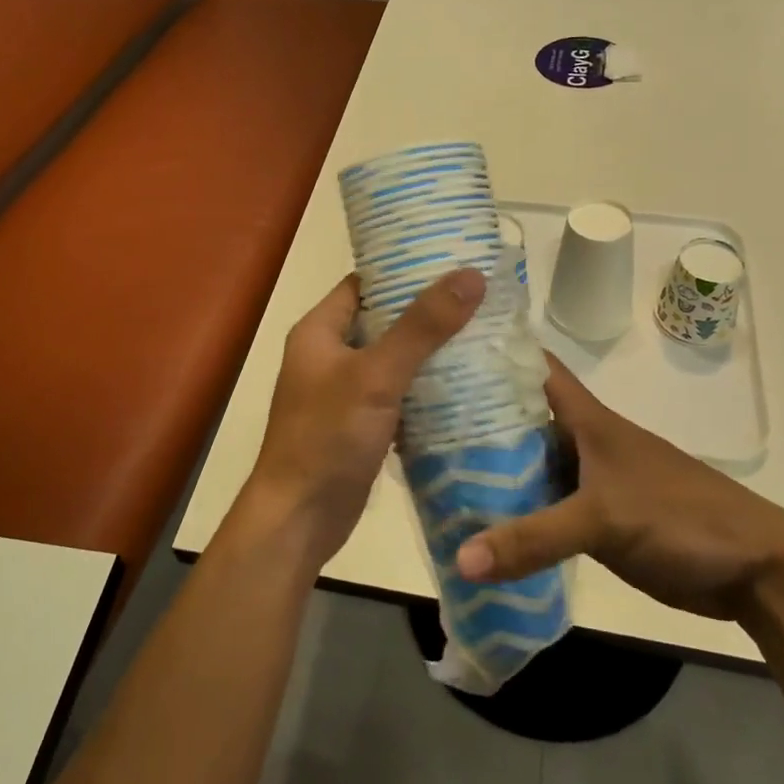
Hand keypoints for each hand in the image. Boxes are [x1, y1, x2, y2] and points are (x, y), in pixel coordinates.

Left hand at [243, 269, 485, 566]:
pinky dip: (425, 388)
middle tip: (480, 301)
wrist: (299, 520)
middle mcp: (328, 355)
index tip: (453, 263)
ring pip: (394, 359)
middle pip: (384, 321)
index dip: (405, 271)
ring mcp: (343, 392)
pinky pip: (397, 393)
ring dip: (430, 352)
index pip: (365, 284)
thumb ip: (422, 326)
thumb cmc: (328, 436)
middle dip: (427, 313)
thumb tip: (470, 275)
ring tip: (484, 336)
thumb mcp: (376, 375)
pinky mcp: (360, 424)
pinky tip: (467, 385)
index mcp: (319, 331)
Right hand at [455, 355, 783, 620]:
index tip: (442, 343)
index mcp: (585, 418)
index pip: (534, 365)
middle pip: (520, 416)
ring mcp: (588, 479)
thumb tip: (460, 559)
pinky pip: (544, 506)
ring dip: (491, 468)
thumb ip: (533, 537)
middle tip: (417, 416)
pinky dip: (515, 511)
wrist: (754, 568)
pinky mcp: (596, 518)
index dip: (494, 349)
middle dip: (475, 414)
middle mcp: (580, 440)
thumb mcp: (603, 519)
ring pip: (529, 463)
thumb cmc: (679, 516)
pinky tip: (479, 522)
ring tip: (431, 469)